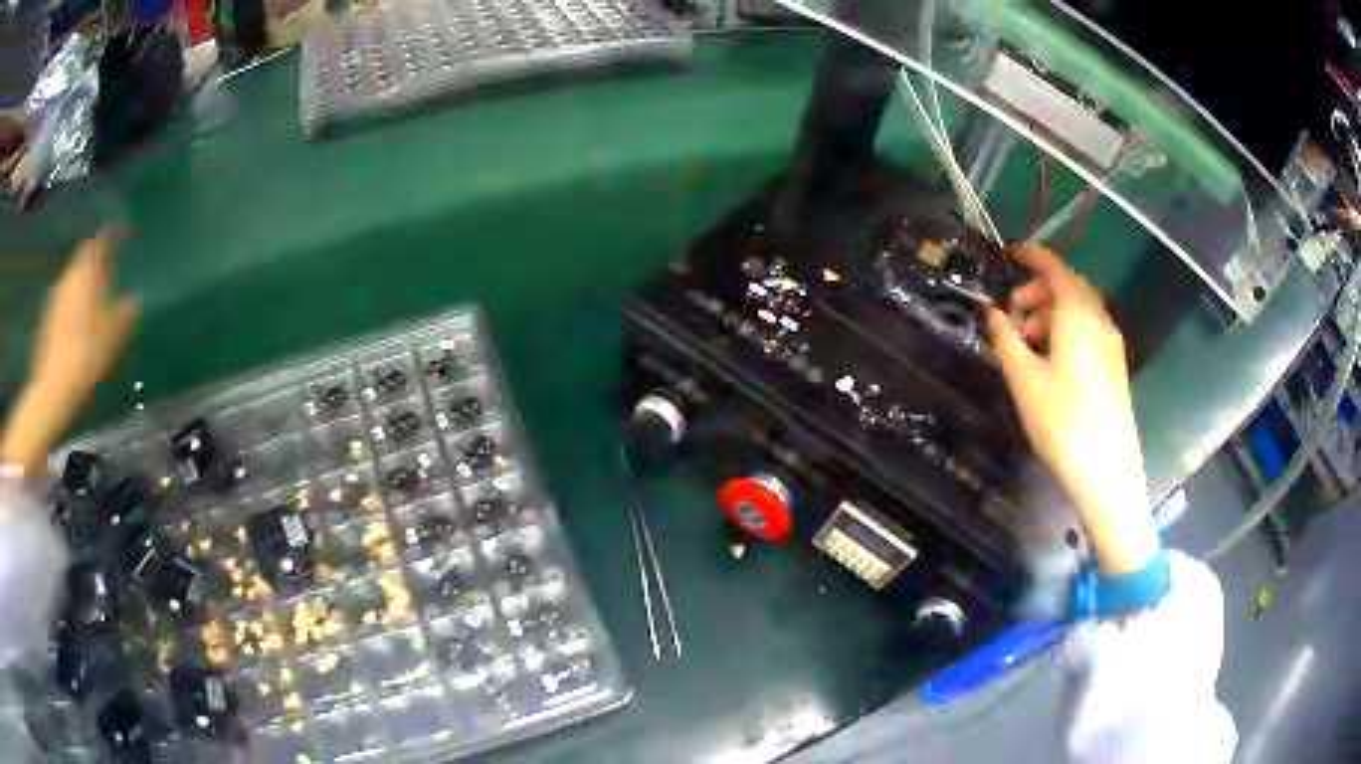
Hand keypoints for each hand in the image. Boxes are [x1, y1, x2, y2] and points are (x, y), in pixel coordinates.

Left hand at [2, 234, 137, 477]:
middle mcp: (69, 278)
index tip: (121, 240)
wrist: (54, 393)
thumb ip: (126, 311)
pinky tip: (79, 336)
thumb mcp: (115, 336)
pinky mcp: (47, 324)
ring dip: (84, 295)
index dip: (111, 239)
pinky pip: (64, 309)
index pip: (100, 241)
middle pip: (84, 264)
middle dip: (95, 272)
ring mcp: (55, 301)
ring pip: (73, 287)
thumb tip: (133, 299)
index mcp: (86, 271)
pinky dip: (73, 314)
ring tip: (94, 315)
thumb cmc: (87, 357)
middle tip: (108, 285)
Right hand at [985, 244, 1157, 574]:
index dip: (1032, 255)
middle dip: (1040, 287)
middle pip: (1070, 286)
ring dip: (1053, 310)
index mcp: (1077, 315)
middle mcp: (1099, 319)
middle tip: (1014, 309)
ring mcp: (1111, 343)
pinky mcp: (1115, 365)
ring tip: (1029, 339)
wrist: (1107, 470)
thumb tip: (989, 311)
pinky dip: (1068, 327)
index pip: (1054, 268)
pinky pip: (1090, 328)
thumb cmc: (1062, 423)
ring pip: (1081, 308)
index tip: (1010, 253)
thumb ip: (1005, 339)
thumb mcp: (1024, 380)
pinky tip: (1053, 359)